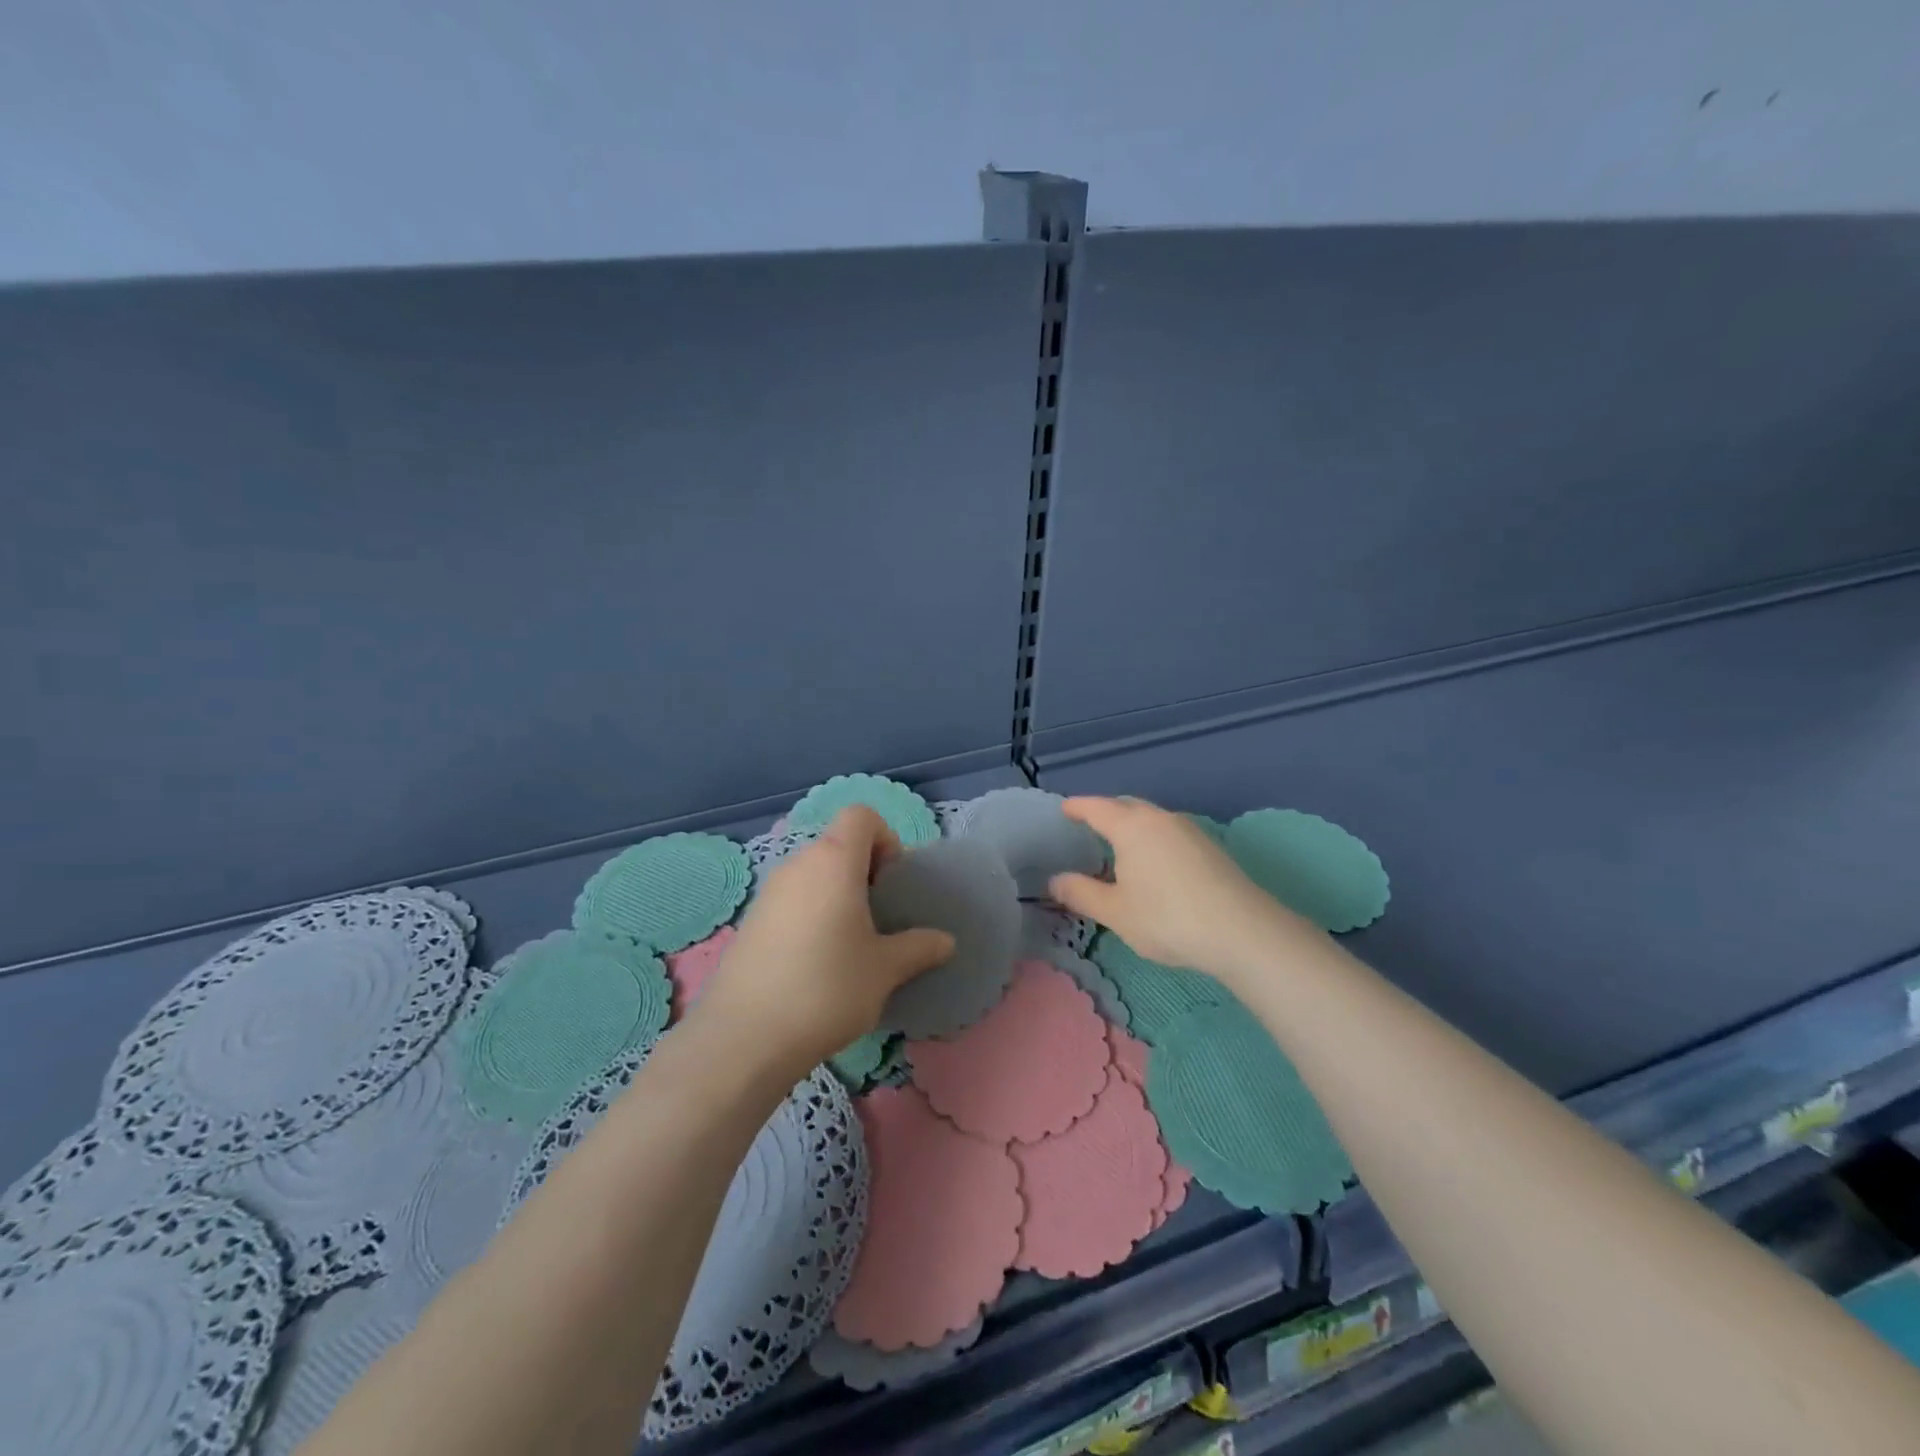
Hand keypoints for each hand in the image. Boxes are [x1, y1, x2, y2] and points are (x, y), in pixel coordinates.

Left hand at [696, 806, 954, 1070]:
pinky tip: (814, 963)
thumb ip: (919, 948)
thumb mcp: (885, 970)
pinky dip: (810, 914)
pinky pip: (791, 900)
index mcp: (834, 861)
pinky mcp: (750, 921)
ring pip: (813, 874)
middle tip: (877, 918)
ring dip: (836, 894)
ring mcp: (768, 892)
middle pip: (837, 844)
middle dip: (863, 871)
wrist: (745, 1038)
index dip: (885, 838)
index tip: (891, 884)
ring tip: (848, 944)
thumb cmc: (828, 989)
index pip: (861, 815)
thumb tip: (946, 941)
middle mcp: (797, 864)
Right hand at [1049, 796, 1317, 986]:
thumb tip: (1055, 880)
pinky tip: (1153, 864)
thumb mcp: (1115, 912)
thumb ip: (1081, 893)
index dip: (1076, 807)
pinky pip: (1169, 833)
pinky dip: (1152, 839)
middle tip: (1088, 827)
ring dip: (1132, 826)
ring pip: (1152, 819)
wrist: (1242, 932)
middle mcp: (1160, 818)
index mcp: (1131, 826)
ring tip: (1119, 848)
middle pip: (1126, 806)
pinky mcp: (1210, 848)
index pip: (1096, 807)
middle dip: (1105, 813)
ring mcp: (1190, 830)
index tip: (1063, 809)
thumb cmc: (1167, 918)